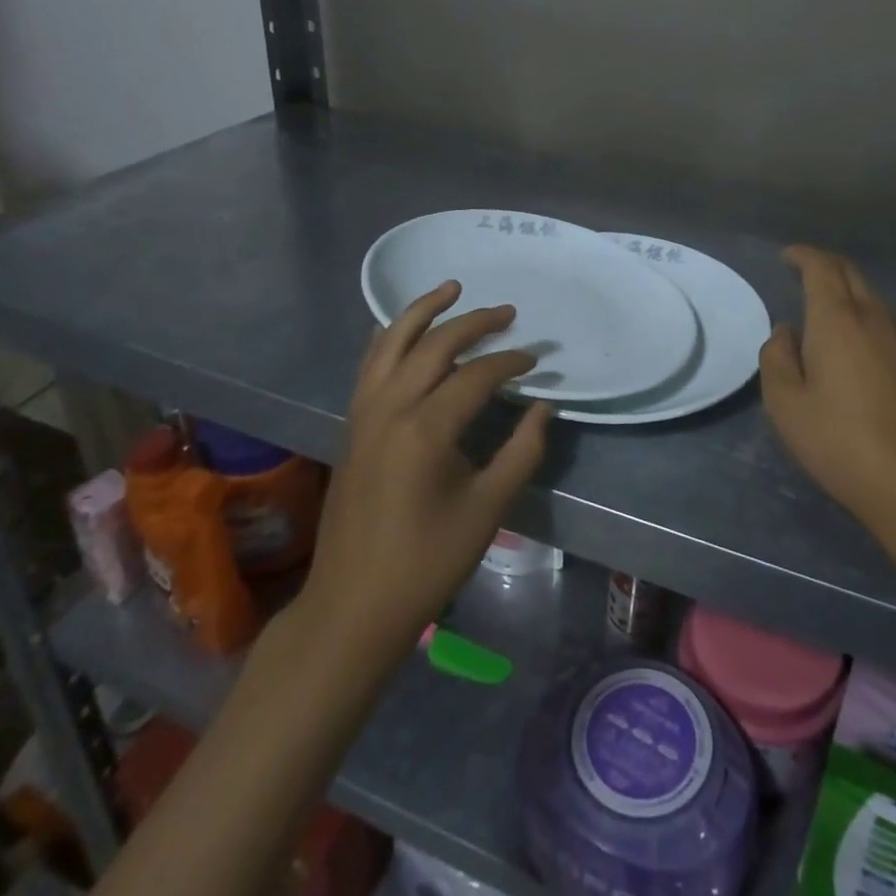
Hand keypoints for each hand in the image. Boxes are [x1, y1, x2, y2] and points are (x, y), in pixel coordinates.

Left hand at [295, 281, 550, 669]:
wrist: (353, 607)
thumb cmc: (427, 562)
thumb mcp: (488, 509)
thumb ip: (521, 452)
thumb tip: (543, 408)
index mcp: (426, 430)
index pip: (476, 376)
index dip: (510, 362)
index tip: (536, 360)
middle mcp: (390, 409)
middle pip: (434, 346)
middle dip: (473, 322)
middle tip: (507, 312)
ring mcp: (364, 416)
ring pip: (391, 344)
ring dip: (421, 312)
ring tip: (449, 288)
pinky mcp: (352, 428)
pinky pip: (370, 366)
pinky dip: (388, 339)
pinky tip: (399, 329)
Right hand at [760, 246, 895, 537]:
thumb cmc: (838, 441)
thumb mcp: (784, 404)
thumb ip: (776, 357)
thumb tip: (785, 332)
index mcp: (837, 320)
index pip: (821, 267)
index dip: (802, 255)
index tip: (786, 257)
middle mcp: (873, 318)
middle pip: (850, 273)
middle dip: (824, 265)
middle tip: (801, 273)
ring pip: (871, 297)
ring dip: (846, 291)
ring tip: (822, 311)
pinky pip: (885, 322)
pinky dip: (863, 316)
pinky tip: (853, 345)